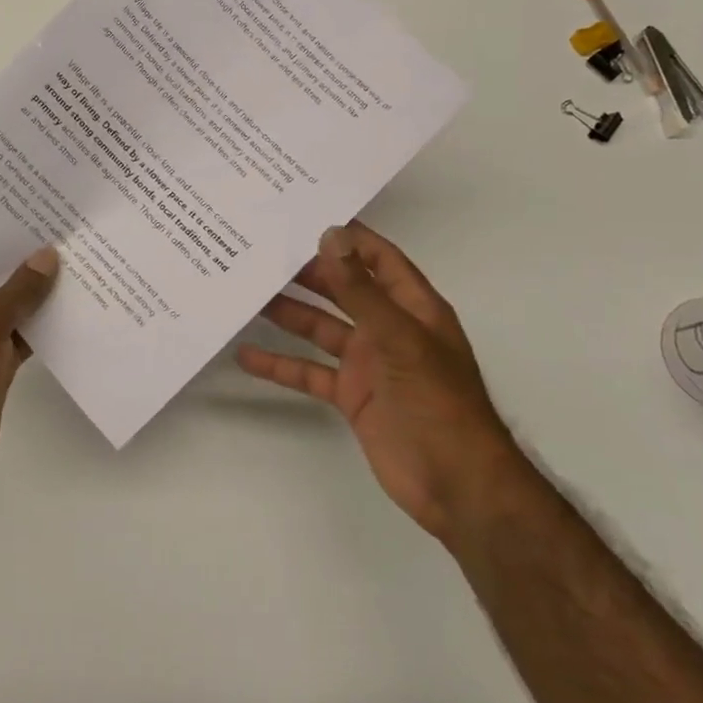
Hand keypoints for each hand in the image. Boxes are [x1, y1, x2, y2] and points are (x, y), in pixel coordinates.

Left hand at [0, 249, 58, 525]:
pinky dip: (43, 327)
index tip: (44, 210)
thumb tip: (47, 254)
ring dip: (41, 294)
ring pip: (11, 309)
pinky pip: (21, 337)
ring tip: (85, 262)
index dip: (5, 232)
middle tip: (74, 231)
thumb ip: (16, 292)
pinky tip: (77, 310)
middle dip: (30, 261)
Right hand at [237, 223, 523, 543]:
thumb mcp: (399, 339)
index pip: (379, 259)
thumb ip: (361, 291)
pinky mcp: (351, 396)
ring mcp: (368, 364)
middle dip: (307, 272)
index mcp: (412, 308)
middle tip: (262, 252)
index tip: (306, 217)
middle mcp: (388, 329)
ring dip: (288, 313)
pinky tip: (247, 356)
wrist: (455, 485)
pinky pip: (310, 372)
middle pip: (343, 291)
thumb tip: (330, 237)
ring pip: (321, 329)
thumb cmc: (437, 403)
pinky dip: (281, 365)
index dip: (349, 238)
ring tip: (247, 293)